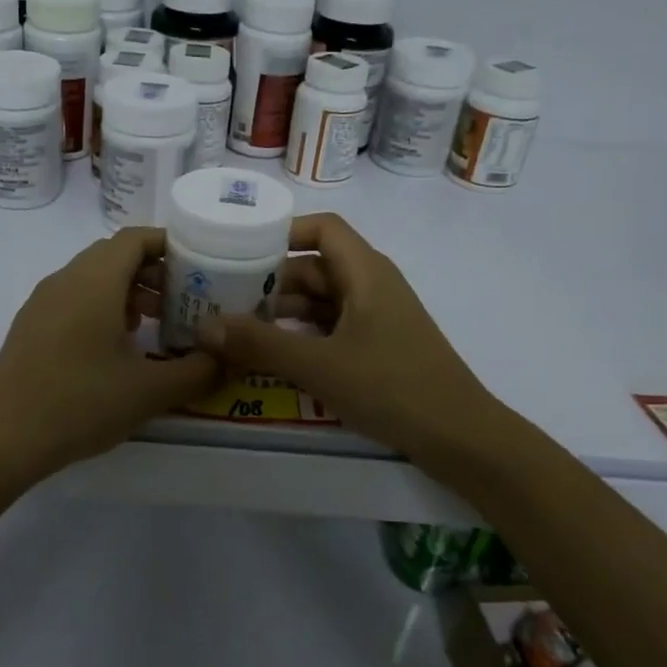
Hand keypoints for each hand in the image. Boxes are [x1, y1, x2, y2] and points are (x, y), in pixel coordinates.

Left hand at [0, 227, 220, 480]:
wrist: (4, 438)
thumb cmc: (81, 403)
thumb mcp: (150, 391)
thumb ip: (197, 372)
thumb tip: (226, 360)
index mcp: (94, 281)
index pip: (135, 238)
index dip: (169, 245)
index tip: (199, 266)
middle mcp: (65, 280)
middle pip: (114, 255)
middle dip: (152, 271)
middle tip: (183, 301)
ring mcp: (42, 302)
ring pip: (92, 278)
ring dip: (126, 291)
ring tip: (154, 325)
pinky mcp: (30, 326)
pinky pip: (73, 299)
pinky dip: (101, 307)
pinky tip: (115, 347)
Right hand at [197, 213, 509, 462]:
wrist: (461, 438)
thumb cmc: (393, 387)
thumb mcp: (319, 365)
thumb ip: (260, 344)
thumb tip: (204, 327)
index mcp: (366, 272)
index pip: (322, 228)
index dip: (283, 231)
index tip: (240, 248)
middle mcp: (372, 286)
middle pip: (315, 266)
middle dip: (270, 280)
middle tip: (223, 297)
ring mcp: (377, 318)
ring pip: (321, 301)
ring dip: (283, 311)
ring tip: (237, 328)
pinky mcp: (379, 347)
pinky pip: (331, 327)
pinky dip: (302, 334)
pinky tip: (273, 354)